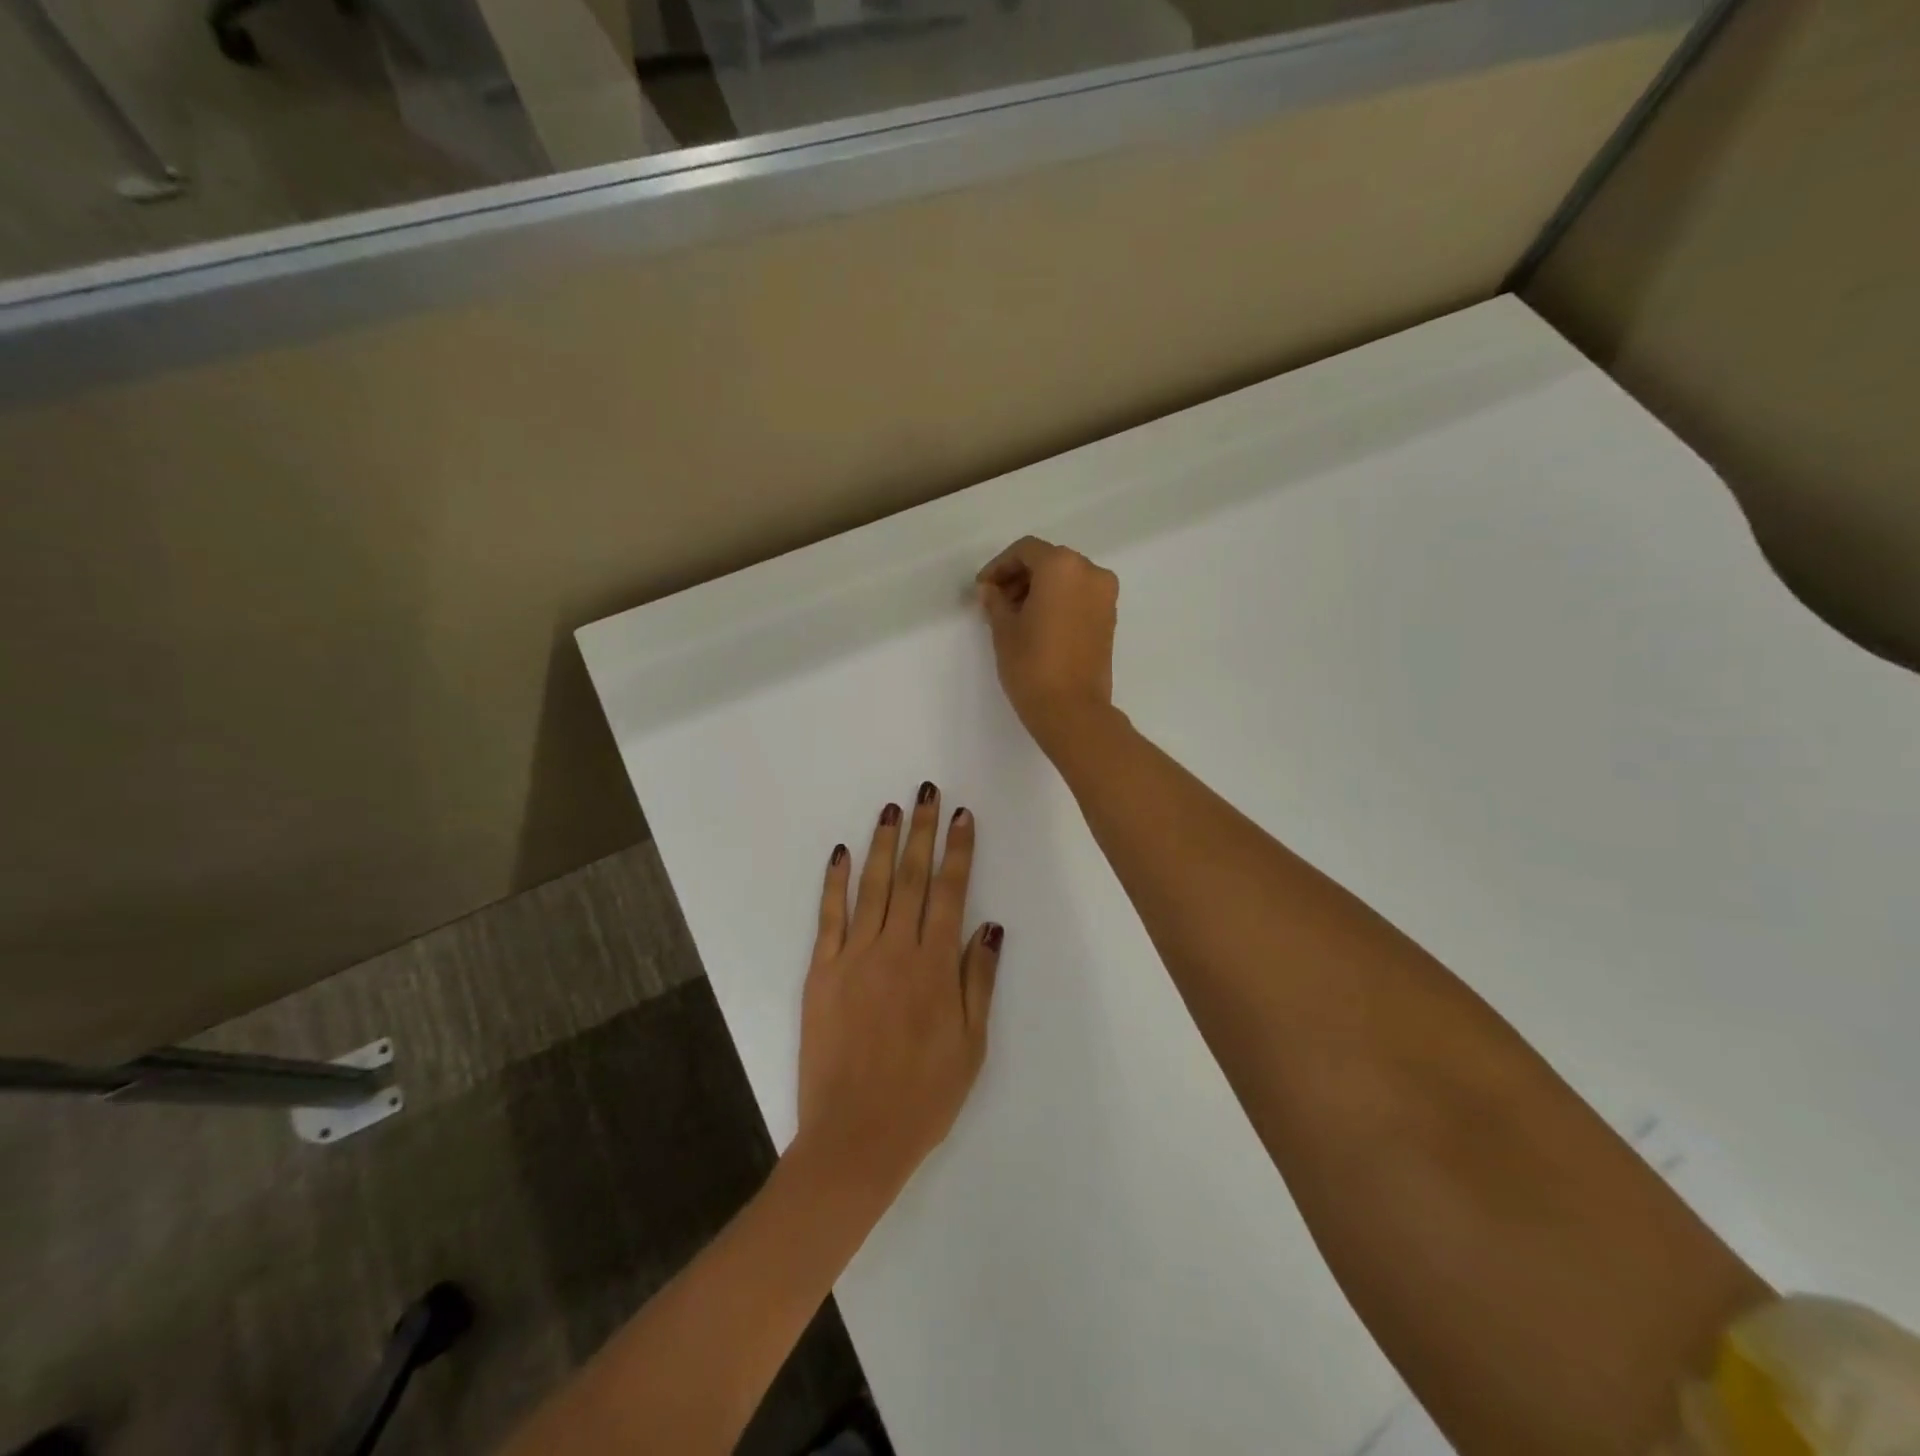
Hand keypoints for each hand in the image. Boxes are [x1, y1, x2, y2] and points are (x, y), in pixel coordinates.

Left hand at [796, 783, 1002, 1198]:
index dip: (958, 851)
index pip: (951, 892)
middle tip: (926, 792)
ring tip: (891, 810)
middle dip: (922, 831)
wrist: (855, 1137)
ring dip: (883, 844)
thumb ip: (978, 981)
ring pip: (872, 887)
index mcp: (935, 966)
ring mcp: (854, 957)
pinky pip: (829, 917)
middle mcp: (895, 949)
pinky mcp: (821, 972)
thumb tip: (990, 926)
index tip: (963, 817)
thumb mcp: (971, 1045)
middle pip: (912, 877)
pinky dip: (834, 882)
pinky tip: (840, 854)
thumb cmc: (924, 1096)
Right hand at [976, 536, 1119, 754]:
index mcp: (1063, 566)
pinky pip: (1079, 596)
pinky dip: (1058, 601)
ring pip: (1066, 579)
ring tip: (1014, 616)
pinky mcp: (1109, 618)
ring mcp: (1105, 595)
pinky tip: (1037, 624)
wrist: (1072, 709)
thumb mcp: (1004, 629)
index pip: (1025, 551)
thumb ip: (995, 601)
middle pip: (1048, 561)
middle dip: (1020, 577)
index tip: (983, 589)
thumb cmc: (1032, 664)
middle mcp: (1090, 572)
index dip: (999, 567)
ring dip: (1039, 589)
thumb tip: (989, 590)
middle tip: (996, 602)